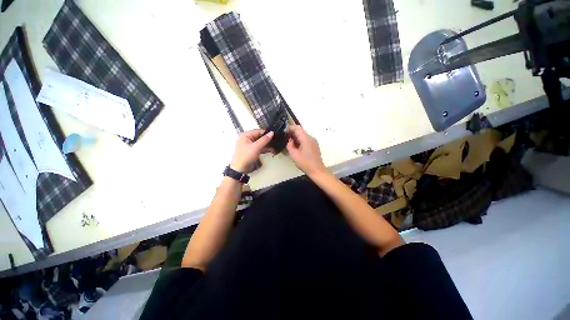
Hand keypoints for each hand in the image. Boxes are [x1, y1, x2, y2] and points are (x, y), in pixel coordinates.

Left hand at [230, 129, 273, 172]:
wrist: (240, 169)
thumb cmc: (245, 157)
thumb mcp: (256, 147)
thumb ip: (264, 140)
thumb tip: (271, 133)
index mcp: (245, 135)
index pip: (258, 131)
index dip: (266, 133)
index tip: (274, 135)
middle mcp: (246, 139)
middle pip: (259, 137)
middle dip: (267, 140)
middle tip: (275, 141)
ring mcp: (249, 145)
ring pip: (260, 143)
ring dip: (267, 145)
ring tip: (275, 147)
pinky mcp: (251, 151)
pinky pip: (259, 148)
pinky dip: (264, 149)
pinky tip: (271, 150)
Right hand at [286, 125, 326, 175]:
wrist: (317, 170)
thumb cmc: (305, 163)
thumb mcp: (294, 155)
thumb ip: (290, 145)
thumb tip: (290, 140)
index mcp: (306, 139)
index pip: (297, 128)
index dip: (290, 128)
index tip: (284, 131)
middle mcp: (311, 137)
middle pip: (301, 131)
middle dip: (293, 133)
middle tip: (286, 138)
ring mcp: (314, 141)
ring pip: (303, 135)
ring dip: (296, 137)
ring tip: (290, 143)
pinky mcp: (314, 145)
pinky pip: (306, 139)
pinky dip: (300, 140)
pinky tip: (297, 147)